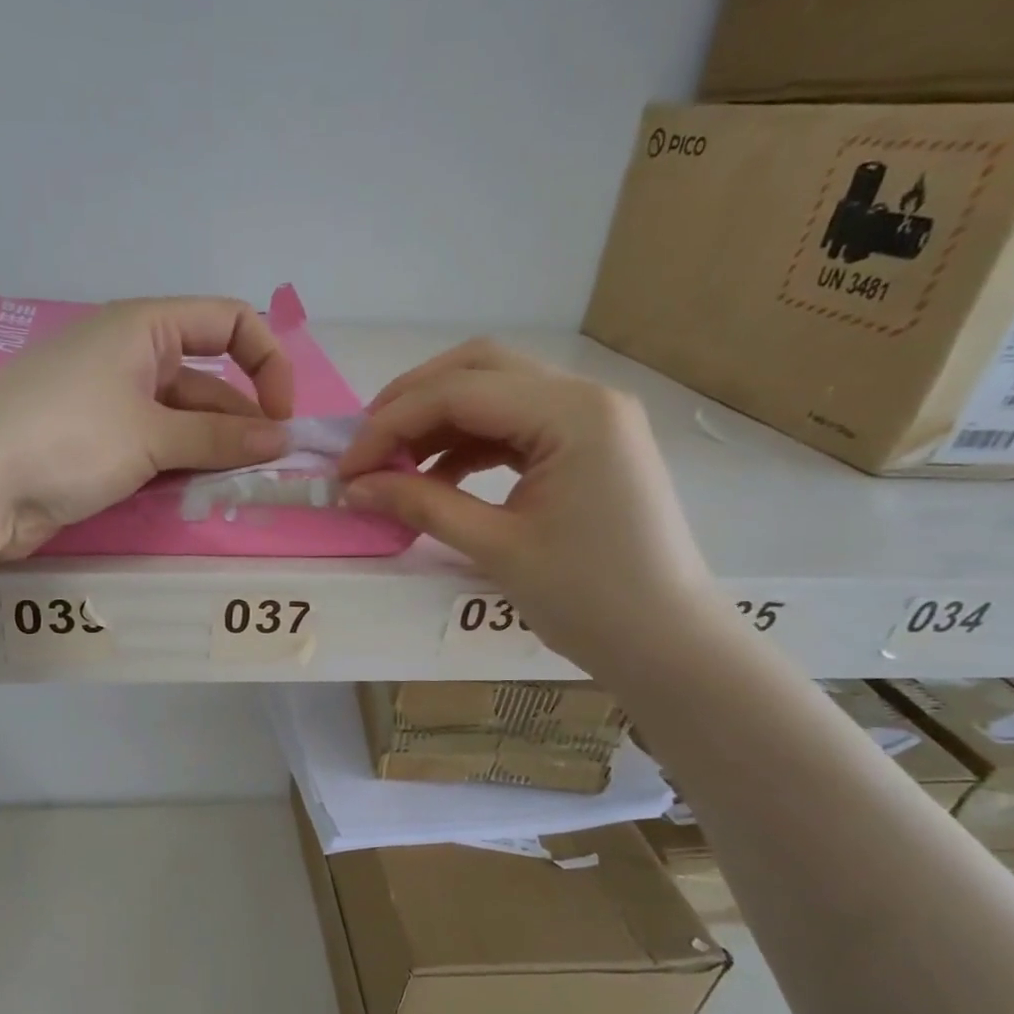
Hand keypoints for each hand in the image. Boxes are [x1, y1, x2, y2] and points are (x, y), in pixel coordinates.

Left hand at [0, 297, 294, 556]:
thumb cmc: (65, 437)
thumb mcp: (151, 434)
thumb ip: (219, 437)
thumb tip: (281, 438)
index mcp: (142, 327)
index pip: (227, 322)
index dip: (266, 361)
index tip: (281, 416)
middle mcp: (129, 357)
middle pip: (207, 379)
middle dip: (241, 419)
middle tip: (268, 467)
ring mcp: (109, 403)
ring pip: (182, 419)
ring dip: (213, 449)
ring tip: (239, 486)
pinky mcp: (95, 445)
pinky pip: (154, 448)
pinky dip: (180, 466)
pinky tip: (199, 493)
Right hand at [338, 339, 716, 673]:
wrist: (667, 644)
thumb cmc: (589, 599)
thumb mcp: (496, 548)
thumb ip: (421, 505)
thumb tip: (354, 487)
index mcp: (573, 414)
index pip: (459, 393)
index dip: (390, 425)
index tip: (346, 468)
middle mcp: (585, 397)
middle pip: (478, 368)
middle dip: (412, 402)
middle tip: (366, 446)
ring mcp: (590, 418)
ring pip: (494, 391)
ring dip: (437, 421)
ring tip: (392, 464)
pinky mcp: (586, 444)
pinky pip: (513, 424)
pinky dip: (467, 442)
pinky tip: (435, 476)